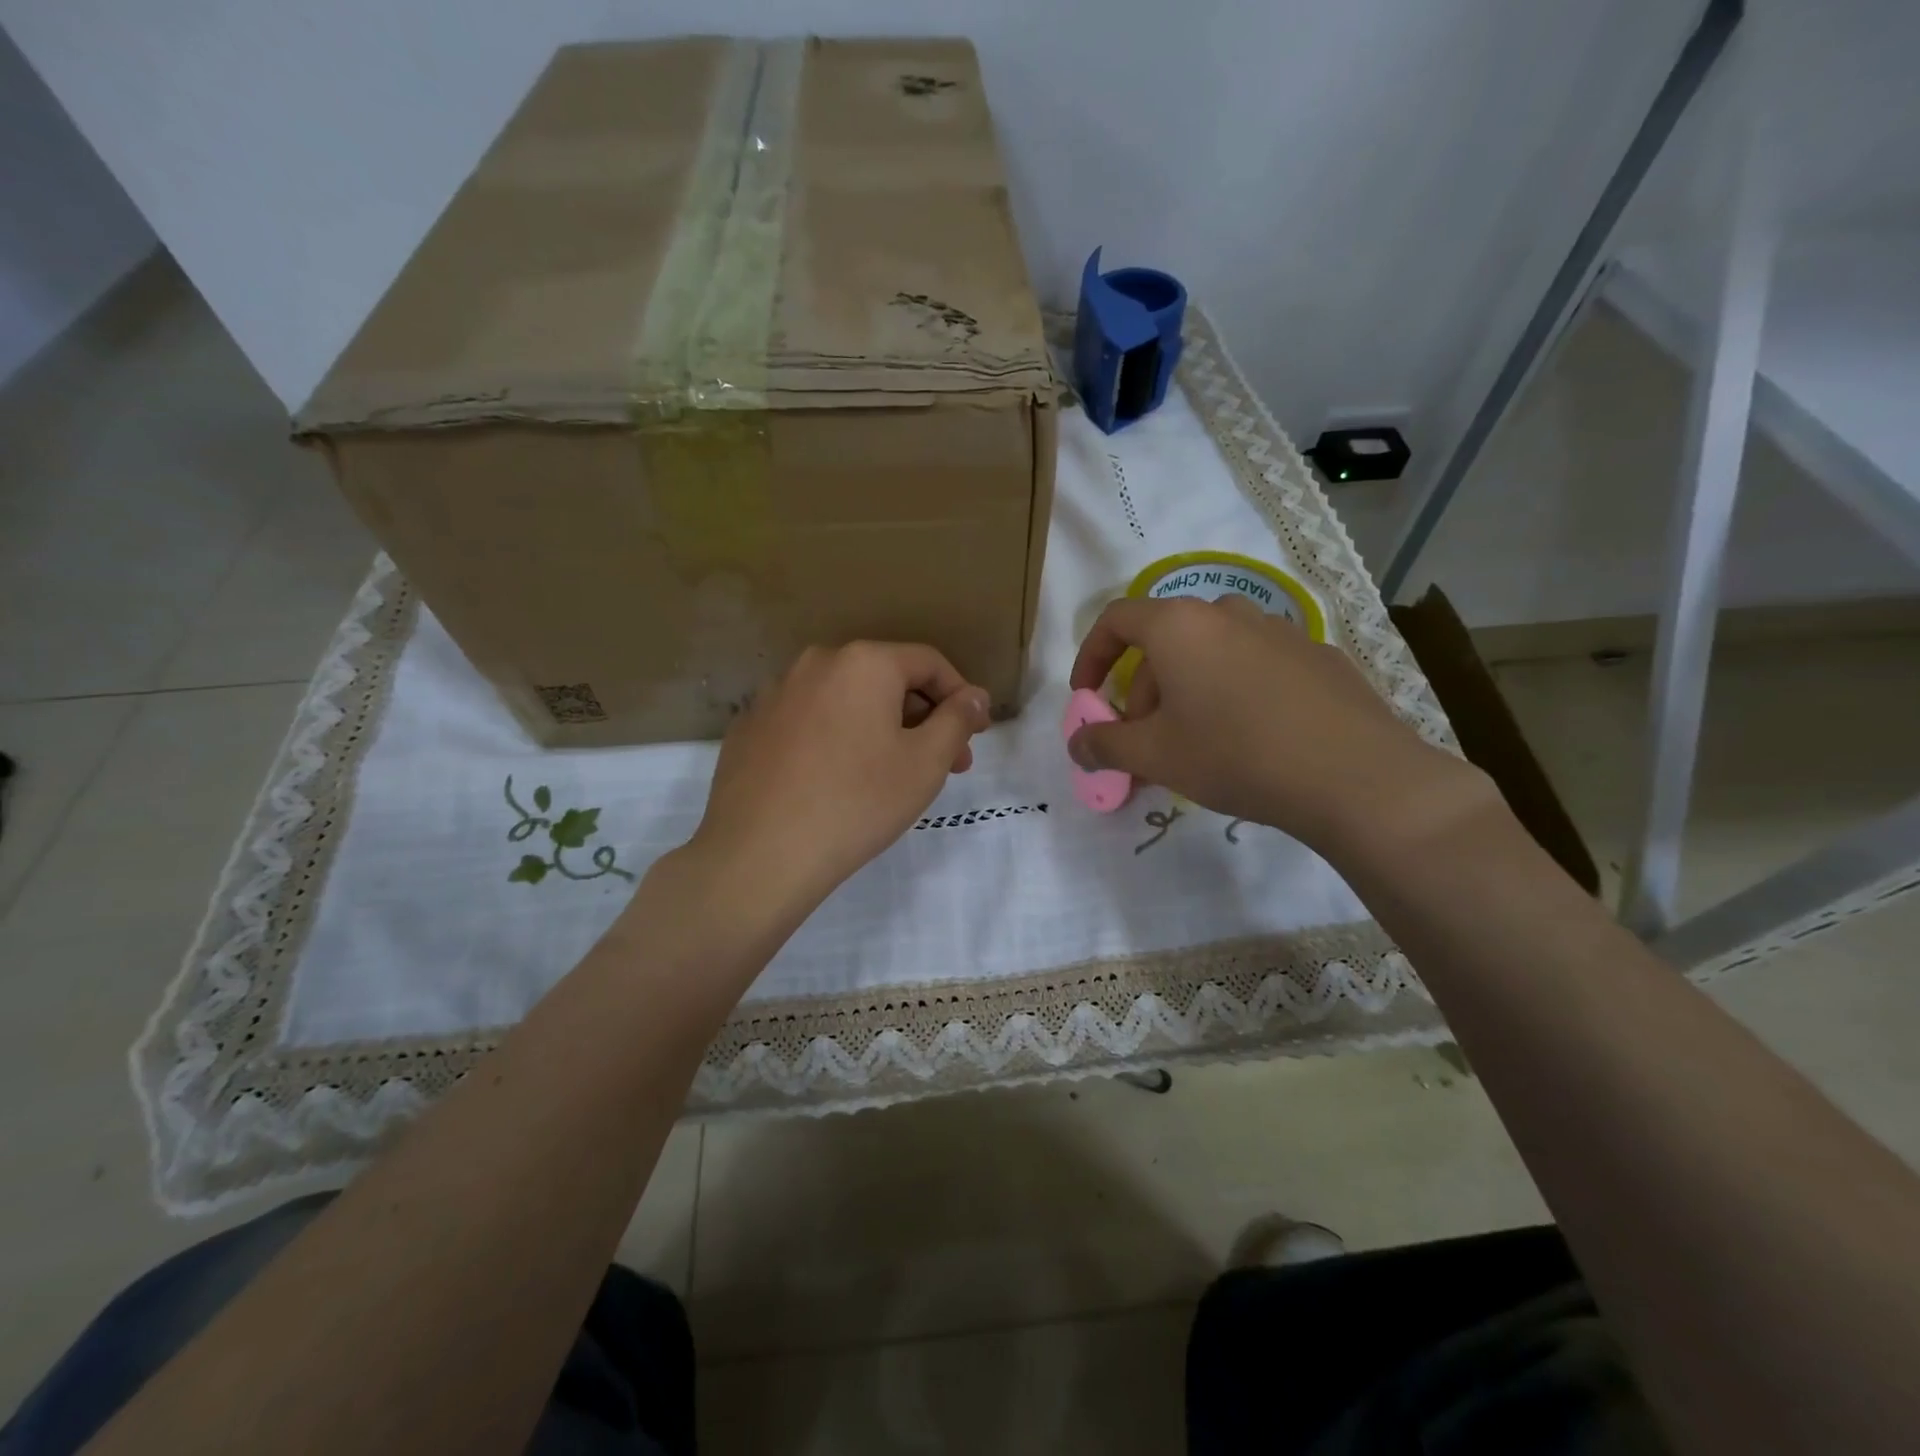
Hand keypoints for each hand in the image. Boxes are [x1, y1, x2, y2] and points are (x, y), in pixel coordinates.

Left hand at [687, 642, 990, 922]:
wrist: (760, 854)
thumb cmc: (857, 802)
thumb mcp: (925, 763)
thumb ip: (958, 720)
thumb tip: (974, 697)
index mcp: (863, 662)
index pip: (928, 663)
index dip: (960, 696)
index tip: (974, 736)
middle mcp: (815, 663)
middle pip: (885, 680)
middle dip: (922, 718)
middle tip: (943, 764)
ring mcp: (775, 694)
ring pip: (845, 701)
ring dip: (879, 728)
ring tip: (892, 776)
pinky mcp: (749, 727)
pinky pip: (809, 722)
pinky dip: (834, 740)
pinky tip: (837, 782)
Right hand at [1067, 597, 1492, 858]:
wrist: (1354, 776)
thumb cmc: (1234, 754)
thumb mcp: (1154, 756)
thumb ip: (1104, 745)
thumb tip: (1077, 744)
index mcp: (1179, 625)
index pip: (1116, 619)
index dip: (1091, 656)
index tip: (1088, 697)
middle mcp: (1228, 613)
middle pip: (1164, 641)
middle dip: (1143, 690)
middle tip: (1145, 739)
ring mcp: (1280, 630)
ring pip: (1212, 652)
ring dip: (1187, 690)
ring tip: (1196, 741)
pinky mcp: (1318, 656)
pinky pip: (1256, 665)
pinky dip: (1234, 691)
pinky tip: (1251, 738)